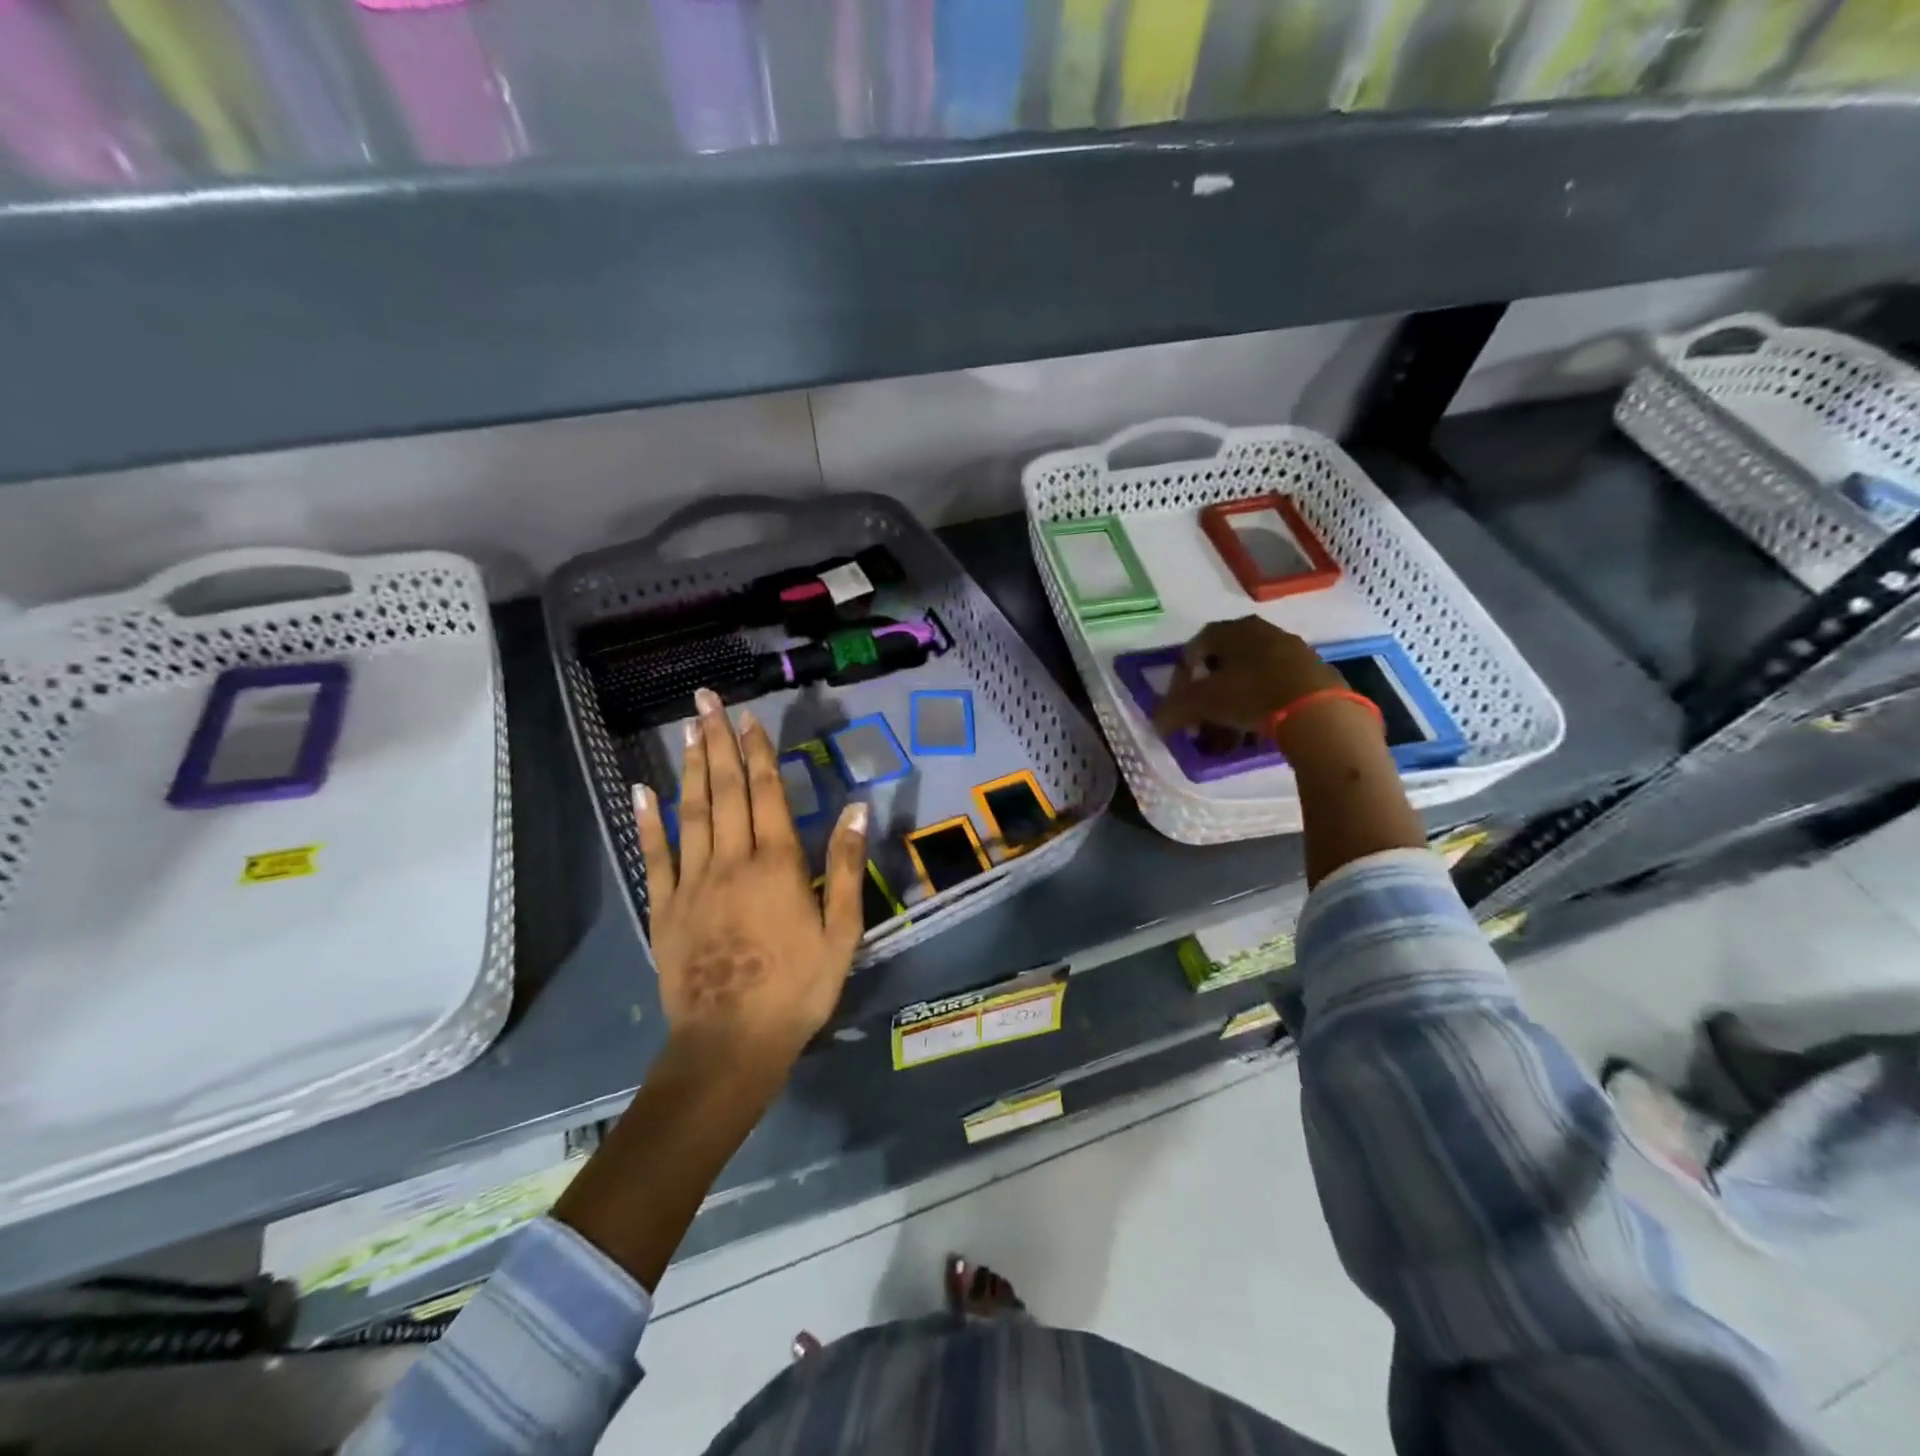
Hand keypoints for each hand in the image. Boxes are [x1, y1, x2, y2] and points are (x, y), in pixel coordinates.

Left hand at [633, 688, 868, 1071]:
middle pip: (726, 791)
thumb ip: (846, 866)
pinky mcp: (664, 908)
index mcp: (777, 865)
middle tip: (707, 701)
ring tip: (688, 730)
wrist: (731, 1043)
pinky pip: (655, 856)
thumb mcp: (842, 932)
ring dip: (692, 768)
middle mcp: (731, 861)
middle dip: (718, 742)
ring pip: (692, 813)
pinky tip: (643, 791)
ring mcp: (692, 883)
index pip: (767, 794)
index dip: (759, 752)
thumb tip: (856, 807)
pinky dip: (648, 821)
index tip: (749, 717)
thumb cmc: (797, 988)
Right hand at [1151, 616, 1345, 735]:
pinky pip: (1277, 687)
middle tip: (1203, 718)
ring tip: (1231, 731)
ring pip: (1252, 676)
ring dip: (1236, 701)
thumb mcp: (1201, 703)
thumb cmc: (1250, 695)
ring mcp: (1293, 650)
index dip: (1182, 676)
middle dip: (1210, 692)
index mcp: (1232, 630)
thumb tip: (1158, 722)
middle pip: (1225, 661)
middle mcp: (1262, 631)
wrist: (1318, 711)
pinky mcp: (1315, 673)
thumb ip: (1173, 710)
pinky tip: (1260, 729)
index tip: (1179, 702)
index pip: (1196, 646)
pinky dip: (1263, 705)